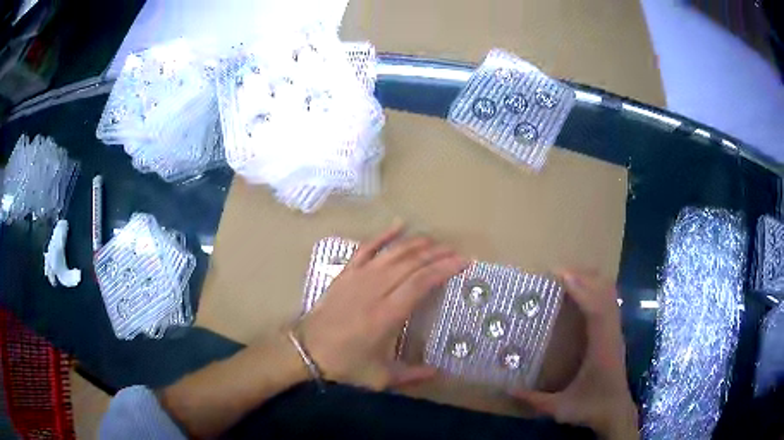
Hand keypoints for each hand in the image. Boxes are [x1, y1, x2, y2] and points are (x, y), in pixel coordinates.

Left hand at [297, 224, 466, 390]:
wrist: (306, 351)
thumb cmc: (344, 364)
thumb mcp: (380, 378)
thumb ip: (412, 375)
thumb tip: (439, 372)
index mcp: (387, 315)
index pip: (421, 283)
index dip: (444, 269)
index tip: (463, 262)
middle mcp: (375, 290)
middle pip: (411, 263)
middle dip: (436, 254)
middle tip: (455, 251)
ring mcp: (358, 278)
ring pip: (392, 253)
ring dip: (416, 243)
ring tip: (435, 241)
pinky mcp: (345, 273)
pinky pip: (366, 247)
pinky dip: (383, 234)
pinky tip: (398, 224)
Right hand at [512, 271, 638, 439]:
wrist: (616, 413)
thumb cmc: (591, 408)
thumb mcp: (560, 407)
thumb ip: (534, 399)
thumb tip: (508, 389)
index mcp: (601, 347)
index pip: (595, 309)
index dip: (580, 288)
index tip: (561, 274)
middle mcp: (612, 334)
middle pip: (605, 294)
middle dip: (585, 277)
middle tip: (560, 270)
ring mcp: (616, 333)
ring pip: (610, 296)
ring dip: (592, 281)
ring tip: (571, 275)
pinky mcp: (615, 335)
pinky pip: (610, 304)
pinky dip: (598, 291)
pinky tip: (586, 291)